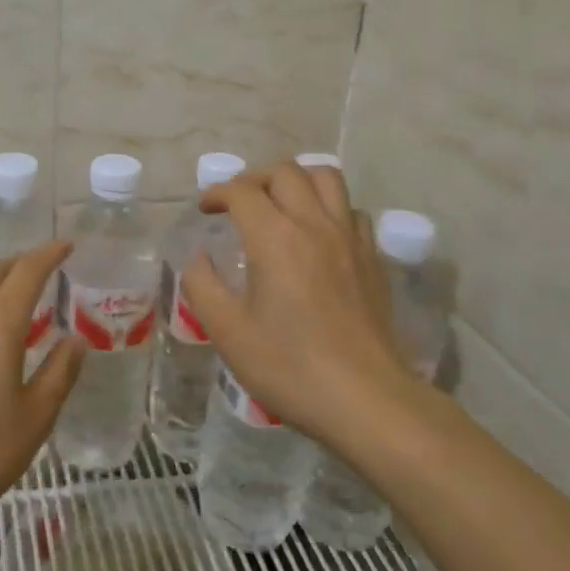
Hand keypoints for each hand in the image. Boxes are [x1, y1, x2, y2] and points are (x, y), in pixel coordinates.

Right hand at [182, 161, 417, 449]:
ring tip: (280, 204)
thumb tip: (197, 257)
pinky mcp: (372, 257)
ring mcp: (349, 238)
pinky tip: (317, 234)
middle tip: (238, 204)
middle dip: (254, 178)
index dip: (217, 192)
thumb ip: (203, 285)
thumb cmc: (288, 366)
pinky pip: (351, 210)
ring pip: (327, 178)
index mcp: (274, 238)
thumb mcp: (228, 332)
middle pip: (286, 172)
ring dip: (297, 181)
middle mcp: (314, 224)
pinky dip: (329, 207)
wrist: (364, 398)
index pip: (242, 191)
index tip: (205, 210)